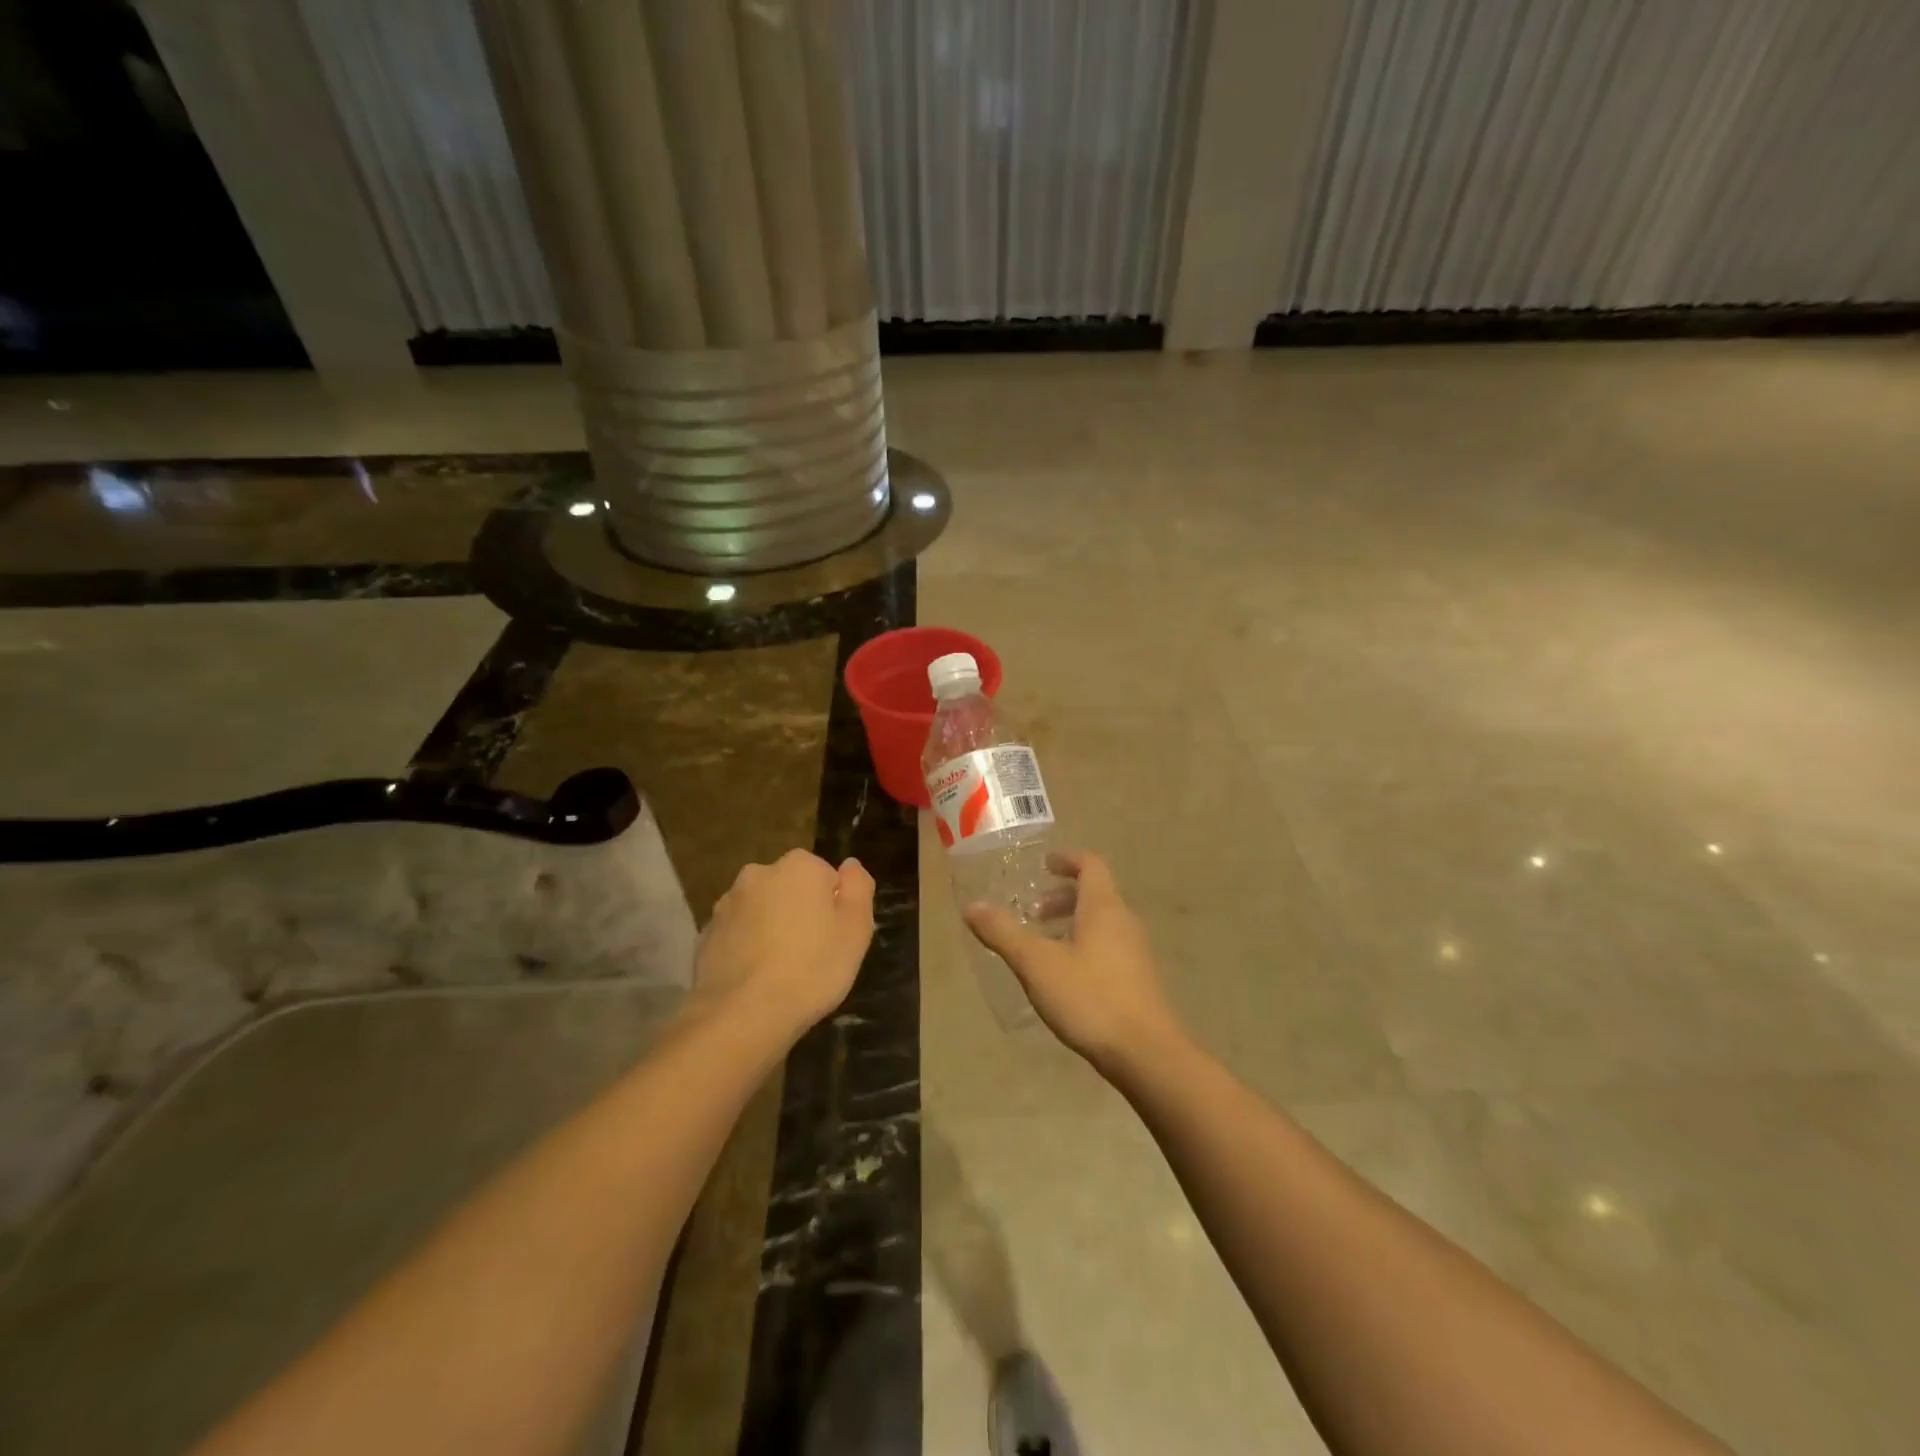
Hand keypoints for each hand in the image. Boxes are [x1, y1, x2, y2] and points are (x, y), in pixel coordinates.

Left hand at [693, 849, 874, 1045]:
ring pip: (761, 910)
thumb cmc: (811, 969)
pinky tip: (755, 980)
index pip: (826, 876)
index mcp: (798, 866)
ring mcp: (726, 904)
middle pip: (790, 889)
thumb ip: (859, 888)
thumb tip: (850, 865)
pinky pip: (737, 935)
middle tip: (812, 954)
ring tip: (781, 972)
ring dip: (771, 928)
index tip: (835, 937)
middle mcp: (758, 874)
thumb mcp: (856, 930)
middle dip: (800, 912)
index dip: (834, 907)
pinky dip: (747, 948)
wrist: (741, 1017)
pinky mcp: (706, 935)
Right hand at [963, 852, 1181, 1072]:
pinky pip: (1107, 948)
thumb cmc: (1090, 998)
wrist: (1147, 1054)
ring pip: (1101, 924)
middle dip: (1061, 898)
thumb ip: (1003, 932)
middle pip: (1095, 894)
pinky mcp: (1138, 980)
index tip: (1043, 865)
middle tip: (1032, 913)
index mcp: (1103, 908)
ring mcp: (1135, 953)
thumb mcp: (1036, 964)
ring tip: (1041, 947)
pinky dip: (1083, 947)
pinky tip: (1064, 978)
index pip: (1090, 865)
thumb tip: (972, 906)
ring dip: (1071, 924)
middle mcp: (1124, 922)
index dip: (1067, 860)